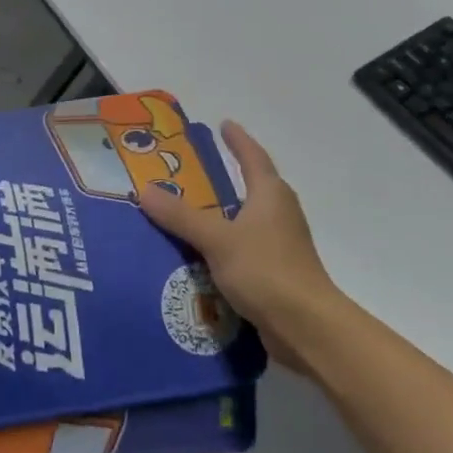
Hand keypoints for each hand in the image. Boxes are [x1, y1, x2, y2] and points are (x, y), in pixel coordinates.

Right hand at [138, 122, 338, 370]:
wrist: (306, 328)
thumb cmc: (266, 270)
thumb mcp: (217, 239)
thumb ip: (181, 216)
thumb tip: (145, 190)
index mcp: (271, 194)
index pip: (253, 157)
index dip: (238, 140)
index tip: (224, 124)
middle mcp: (280, 213)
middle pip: (253, 186)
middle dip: (228, 176)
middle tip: (193, 171)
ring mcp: (282, 244)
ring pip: (248, 219)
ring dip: (224, 214)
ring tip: (190, 213)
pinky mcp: (278, 272)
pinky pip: (246, 248)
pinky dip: (226, 245)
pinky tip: (203, 255)